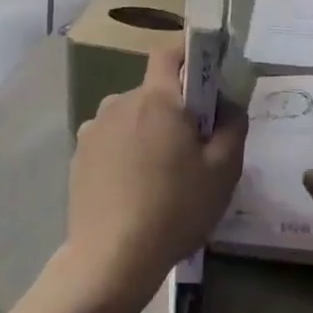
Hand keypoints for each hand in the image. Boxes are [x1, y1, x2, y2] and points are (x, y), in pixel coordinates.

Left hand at [58, 42, 245, 312]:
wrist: (111, 259)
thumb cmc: (174, 209)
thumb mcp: (223, 171)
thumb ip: (233, 126)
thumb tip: (228, 104)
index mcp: (157, 98)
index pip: (169, 53)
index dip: (188, 55)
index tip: (205, 77)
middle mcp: (120, 102)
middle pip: (154, 91)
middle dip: (174, 109)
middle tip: (193, 147)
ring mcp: (94, 129)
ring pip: (132, 116)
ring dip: (148, 131)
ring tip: (161, 174)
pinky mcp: (79, 155)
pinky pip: (111, 140)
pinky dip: (125, 152)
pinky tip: (133, 188)